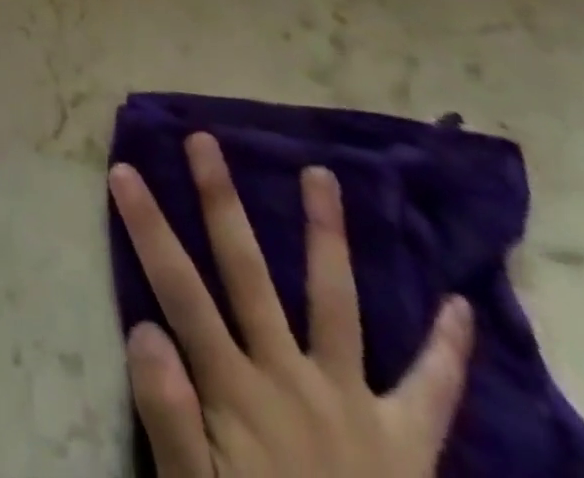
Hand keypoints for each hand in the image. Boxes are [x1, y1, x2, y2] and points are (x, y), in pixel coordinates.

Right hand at [109, 135, 473, 477]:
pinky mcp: (408, 444)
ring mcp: (354, 405)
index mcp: (236, 392)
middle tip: (204, 140)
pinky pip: (431, 392)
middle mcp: (291, 379)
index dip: (148, 226)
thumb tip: (143, 328)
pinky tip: (459, 306)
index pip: (178, 289)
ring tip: (322, 175)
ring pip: (335, 302)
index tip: (124, 169)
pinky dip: (447, 350)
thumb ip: (169, 420)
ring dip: (327, 237)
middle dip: (221, 202)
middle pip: (247, 272)